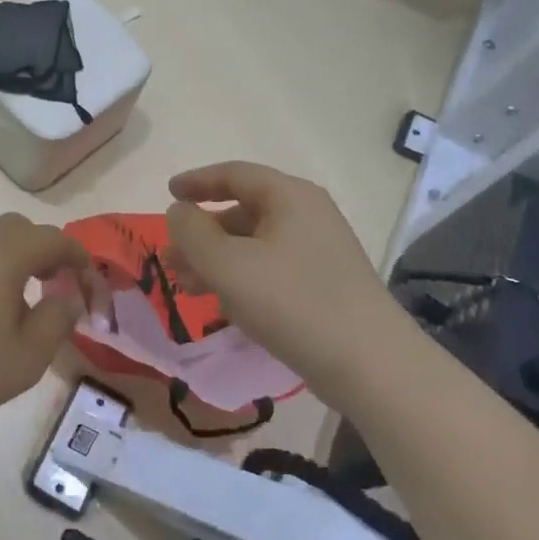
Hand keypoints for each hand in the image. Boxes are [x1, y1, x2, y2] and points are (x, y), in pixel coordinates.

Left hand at [0, 214, 93, 428]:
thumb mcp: (26, 356)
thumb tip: (68, 298)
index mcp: (5, 253)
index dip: (79, 259)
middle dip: (45, 252)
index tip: (89, 286)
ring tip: (17, 301)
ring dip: (12, 261)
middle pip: (19, 229)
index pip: (55, 239)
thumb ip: (57, 321)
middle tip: (55, 286)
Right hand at [164, 161, 413, 397]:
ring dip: (216, 259)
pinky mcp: (324, 283)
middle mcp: (307, 215)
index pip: (234, 174)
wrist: (370, 365)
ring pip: (254, 243)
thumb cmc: (291, 302)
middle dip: (201, 232)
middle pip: (242, 210)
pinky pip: (270, 267)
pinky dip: (240, 277)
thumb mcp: (227, 264)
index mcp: (289, 196)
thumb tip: (179, 211)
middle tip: (170, 256)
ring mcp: (319, 250)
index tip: (168, 193)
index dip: (196, 181)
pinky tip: (223, 304)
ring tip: (186, 286)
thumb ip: (192, 232)